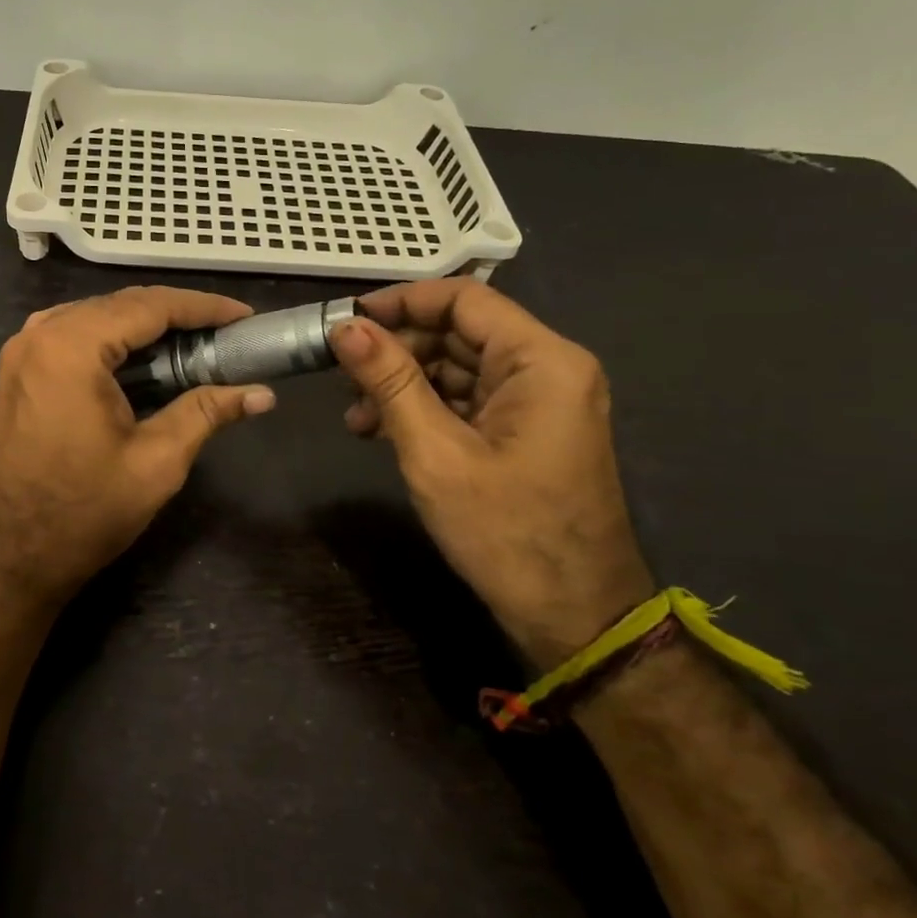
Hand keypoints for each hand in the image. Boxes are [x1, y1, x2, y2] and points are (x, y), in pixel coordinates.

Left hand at [0, 286, 275, 605]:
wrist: (13, 556)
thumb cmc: (85, 512)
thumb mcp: (157, 462)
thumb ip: (207, 413)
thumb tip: (263, 394)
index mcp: (70, 348)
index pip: (148, 306)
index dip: (202, 307)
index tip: (244, 316)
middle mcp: (39, 335)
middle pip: (120, 305)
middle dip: (176, 314)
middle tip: (225, 331)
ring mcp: (21, 352)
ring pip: (95, 316)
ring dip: (144, 324)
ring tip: (193, 341)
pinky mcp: (17, 371)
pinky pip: (72, 334)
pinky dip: (112, 339)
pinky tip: (142, 357)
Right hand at [331, 278, 653, 668]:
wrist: (574, 618)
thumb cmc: (506, 532)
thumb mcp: (434, 452)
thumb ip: (389, 381)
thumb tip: (344, 326)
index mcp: (542, 360)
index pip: (463, 299)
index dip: (400, 302)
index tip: (346, 320)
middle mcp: (548, 368)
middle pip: (459, 332)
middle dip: (396, 350)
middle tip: (341, 376)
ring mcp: (540, 401)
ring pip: (459, 367)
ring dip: (404, 383)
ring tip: (355, 416)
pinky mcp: (527, 430)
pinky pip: (469, 399)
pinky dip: (425, 408)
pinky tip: (381, 431)